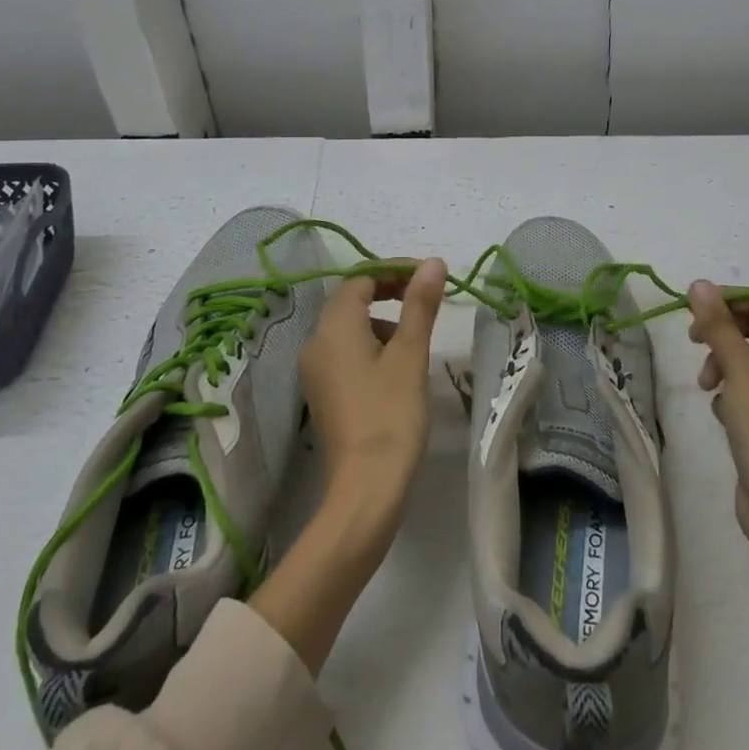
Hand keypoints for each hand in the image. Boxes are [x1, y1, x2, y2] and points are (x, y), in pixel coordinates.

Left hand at [299, 258, 447, 524]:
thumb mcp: (411, 354)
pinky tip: (397, 366)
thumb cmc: (392, 413)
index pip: (361, 278)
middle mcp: (316, 341)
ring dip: (382, 319)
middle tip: (425, 299)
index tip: (428, 278)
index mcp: (334, 326)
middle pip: (351, 299)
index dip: (395, 271)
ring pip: (349, 326)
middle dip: (389, 291)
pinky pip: (345, 351)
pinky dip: (371, 344)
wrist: (366, 487)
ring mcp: (315, 369)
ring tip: (416, 337)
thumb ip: (420, 303)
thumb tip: (432, 262)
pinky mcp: (322, 392)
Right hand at [688, 281, 748, 587]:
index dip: (729, 300)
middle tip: (694, 342)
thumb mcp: (740, 368)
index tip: (693, 310)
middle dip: (723, 333)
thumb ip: (718, 324)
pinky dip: (731, 391)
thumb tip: (699, 284)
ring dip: (723, 363)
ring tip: (707, 385)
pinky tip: (722, 411)